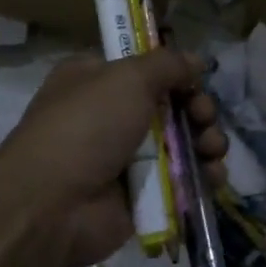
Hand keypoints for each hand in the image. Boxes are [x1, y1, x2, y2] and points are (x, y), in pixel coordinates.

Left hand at [0, 50, 227, 266]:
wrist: (52, 205)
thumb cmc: (86, 127)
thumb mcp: (128, 78)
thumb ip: (168, 65)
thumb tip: (196, 61)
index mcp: (97, 80)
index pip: (146, 69)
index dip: (176, 74)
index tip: (196, 81)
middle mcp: (111, 116)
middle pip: (172, 106)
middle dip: (198, 111)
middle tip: (204, 118)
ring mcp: (126, 158)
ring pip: (182, 144)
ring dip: (206, 143)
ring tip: (213, 151)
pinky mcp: (141, 195)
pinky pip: (181, 181)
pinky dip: (202, 177)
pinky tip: (214, 177)